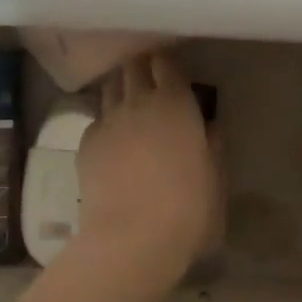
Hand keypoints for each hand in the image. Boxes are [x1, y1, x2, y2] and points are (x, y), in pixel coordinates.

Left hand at [67, 53, 218, 301]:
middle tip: (148, 80)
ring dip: (119, 88)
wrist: (131, 238)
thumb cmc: (188, 210)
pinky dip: (104, 121)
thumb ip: (212, 148)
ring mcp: (108, 119)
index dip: (166, 64)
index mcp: (176, 103)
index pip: (166, 64)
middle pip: (133, 67)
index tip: (171, 71)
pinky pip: (96, 119)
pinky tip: (111, 139)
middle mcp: (139, 101)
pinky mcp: (86, 142)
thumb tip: (209, 129)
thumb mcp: (215, 181)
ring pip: (109, 87)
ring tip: (126, 101)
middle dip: (140, 67)